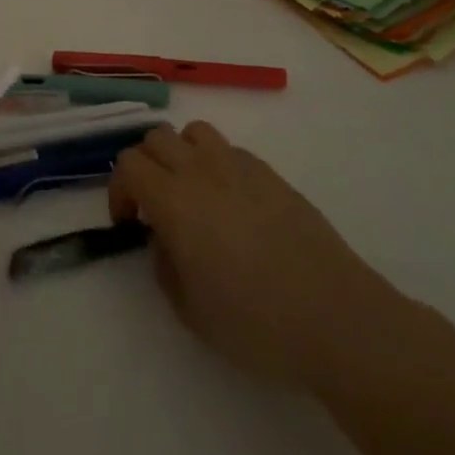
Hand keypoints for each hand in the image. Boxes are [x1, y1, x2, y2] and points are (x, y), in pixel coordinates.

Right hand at [109, 121, 389, 389]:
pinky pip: (229, 150)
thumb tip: (165, 238)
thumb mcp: (189, 309)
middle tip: (153, 206)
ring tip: (191, 193)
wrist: (334, 317)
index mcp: (174, 200)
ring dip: (181, 154)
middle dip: (145, 166)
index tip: (129, 223)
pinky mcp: (271, 173)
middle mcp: (202, 170)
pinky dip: (216, 164)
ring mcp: (239, 166)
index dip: (119, 190)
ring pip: (193, 132)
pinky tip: (231, 204)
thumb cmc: (255, 322)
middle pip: (155, 137)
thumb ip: (164, 264)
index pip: (128, 164)